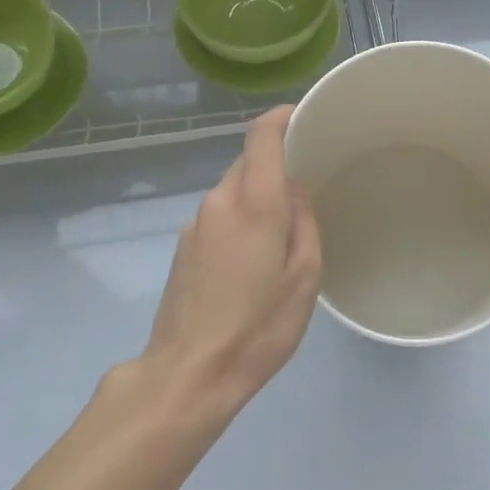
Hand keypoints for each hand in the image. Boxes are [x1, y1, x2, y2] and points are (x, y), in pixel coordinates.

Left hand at [140, 106, 321, 416]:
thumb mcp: (304, 277)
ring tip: (282, 230)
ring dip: (256, 196)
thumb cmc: (259, 327)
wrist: (190, 373)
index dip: (282, 117)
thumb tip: (294, 190)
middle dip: (274, 164)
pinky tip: (252, 257)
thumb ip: (304, 222)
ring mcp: (195, 224)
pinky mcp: (183, 247)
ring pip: (231, 190)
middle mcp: (219, 202)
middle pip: (246, 162)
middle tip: (306, 185)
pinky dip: (239, 219)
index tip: (303, 116)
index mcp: (254, 204)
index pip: (261, 136)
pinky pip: (218, 215)